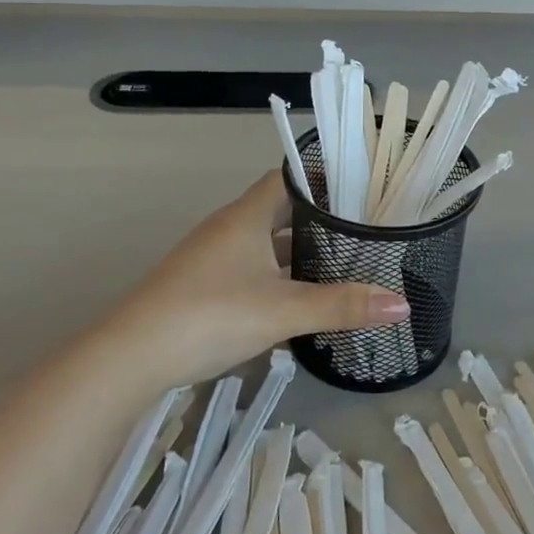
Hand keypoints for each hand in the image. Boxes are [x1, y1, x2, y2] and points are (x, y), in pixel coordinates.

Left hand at [112, 172, 411, 387]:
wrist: (132, 356)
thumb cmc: (211, 315)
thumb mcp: (283, 311)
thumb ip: (342, 306)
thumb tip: (402, 304)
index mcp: (247, 215)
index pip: (290, 177)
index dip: (323, 178)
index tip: (360, 189)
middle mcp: (228, 226)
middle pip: (279, 209)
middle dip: (318, 218)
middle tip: (360, 229)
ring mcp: (212, 255)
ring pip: (264, 241)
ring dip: (296, 249)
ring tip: (339, 262)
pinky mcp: (202, 283)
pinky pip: (249, 265)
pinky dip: (276, 273)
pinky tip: (296, 297)